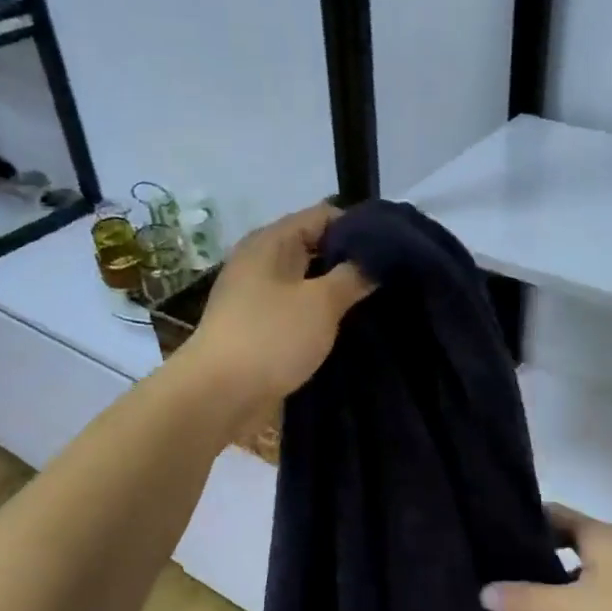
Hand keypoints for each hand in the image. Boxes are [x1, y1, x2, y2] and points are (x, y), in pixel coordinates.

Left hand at [183, 203, 373, 405]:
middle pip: (314, 248)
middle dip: (350, 262)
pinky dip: (319, 317)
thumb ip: (352, 276)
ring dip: (336, 293)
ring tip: (375, 305)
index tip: (392, 251)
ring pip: (306, 283)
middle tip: (389, 280)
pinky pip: (296, 311)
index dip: (359, 228)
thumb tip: (375, 261)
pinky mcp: (258, 329)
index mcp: (271, 242)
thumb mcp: (321, 302)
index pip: (323, 215)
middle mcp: (261, 262)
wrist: (219, 395)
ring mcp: (256, 297)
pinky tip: (346, 331)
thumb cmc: (271, 337)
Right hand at [481, 504, 611, 610]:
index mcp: (595, 534)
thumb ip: (529, 599)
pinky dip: (577, 596)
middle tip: (501, 564)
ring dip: (558, 575)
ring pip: (583, 566)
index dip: (524, 519)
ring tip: (523, 591)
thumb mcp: (575, 605)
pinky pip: (598, 588)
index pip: (552, 513)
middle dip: (537, 549)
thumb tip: (482, 592)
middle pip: (566, 539)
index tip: (494, 530)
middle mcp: (611, 544)